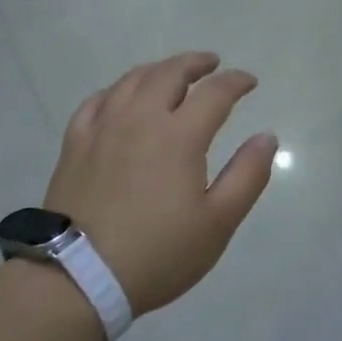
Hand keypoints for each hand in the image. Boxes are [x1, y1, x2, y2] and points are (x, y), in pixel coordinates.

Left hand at [43, 52, 276, 315]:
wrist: (78, 277)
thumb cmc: (158, 253)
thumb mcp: (218, 223)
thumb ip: (247, 175)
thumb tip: (267, 137)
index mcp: (179, 136)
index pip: (215, 92)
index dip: (236, 82)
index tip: (249, 82)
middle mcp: (140, 119)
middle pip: (169, 73)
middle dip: (195, 63)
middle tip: (212, 64)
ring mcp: (102, 128)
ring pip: (132, 80)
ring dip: (158, 69)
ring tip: (171, 73)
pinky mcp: (75, 144)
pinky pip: (96, 101)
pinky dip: (116, 90)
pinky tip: (120, 97)